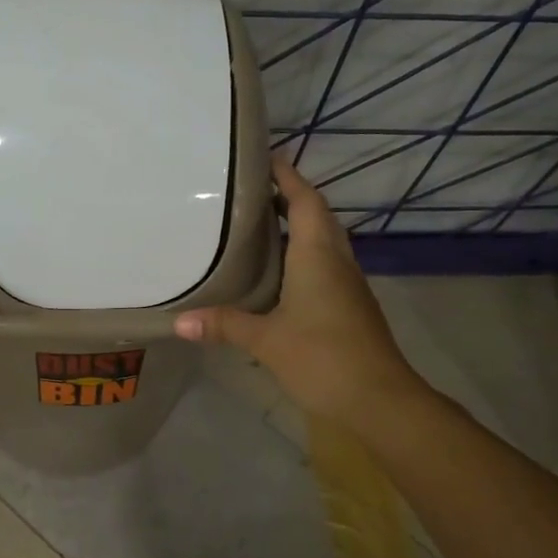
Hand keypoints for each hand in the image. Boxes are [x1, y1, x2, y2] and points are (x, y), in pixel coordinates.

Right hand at [175, 154, 422, 426]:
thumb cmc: (323, 357)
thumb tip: (178, 322)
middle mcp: (337, 261)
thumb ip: (224, 325)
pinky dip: (303, 256)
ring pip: (324, 242)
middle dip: (290, 198)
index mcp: (319, 255)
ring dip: (298, 227)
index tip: (266, 157)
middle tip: (252, 192)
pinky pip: (325, 266)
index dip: (288, 177)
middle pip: (317, 216)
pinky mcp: (350, 307)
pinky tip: (278, 274)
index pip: (304, 201)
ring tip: (259, 226)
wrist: (379, 400)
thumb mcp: (266, 340)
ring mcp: (348, 285)